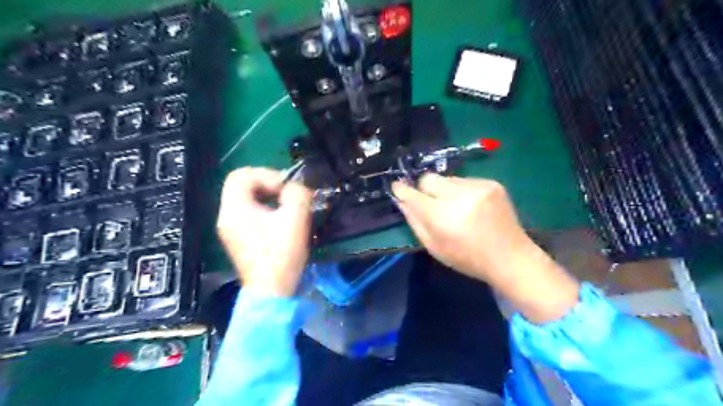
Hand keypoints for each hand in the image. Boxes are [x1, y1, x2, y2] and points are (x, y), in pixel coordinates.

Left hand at [216, 167, 312, 295]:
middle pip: (242, 185)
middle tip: (286, 194)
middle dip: (267, 184)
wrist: (272, 291)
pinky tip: (279, 221)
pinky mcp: (238, 238)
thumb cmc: (281, 254)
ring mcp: (230, 229)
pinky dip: (264, 209)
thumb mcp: (295, 219)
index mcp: (235, 209)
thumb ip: (297, 194)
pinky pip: (248, 212)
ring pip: (246, 199)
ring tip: (285, 207)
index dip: (266, 175)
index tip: (284, 189)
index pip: (241, 175)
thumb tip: (295, 187)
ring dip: (267, 196)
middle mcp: (226, 216)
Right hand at [390, 173, 529, 282]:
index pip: (413, 194)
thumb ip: (415, 221)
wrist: (510, 257)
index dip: (402, 190)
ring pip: (447, 178)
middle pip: (428, 178)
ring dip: (444, 190)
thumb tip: (401, 200)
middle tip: (430, 202)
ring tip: (455, 207)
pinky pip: (464, 180)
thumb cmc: (468, 258)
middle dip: (424, 188)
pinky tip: (470, 206)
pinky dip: (461, 191)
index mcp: (442, 216)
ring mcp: (478, 187)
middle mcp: (459, 196)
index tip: (397, 187)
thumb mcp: (434, 247)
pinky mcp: (492, 183)